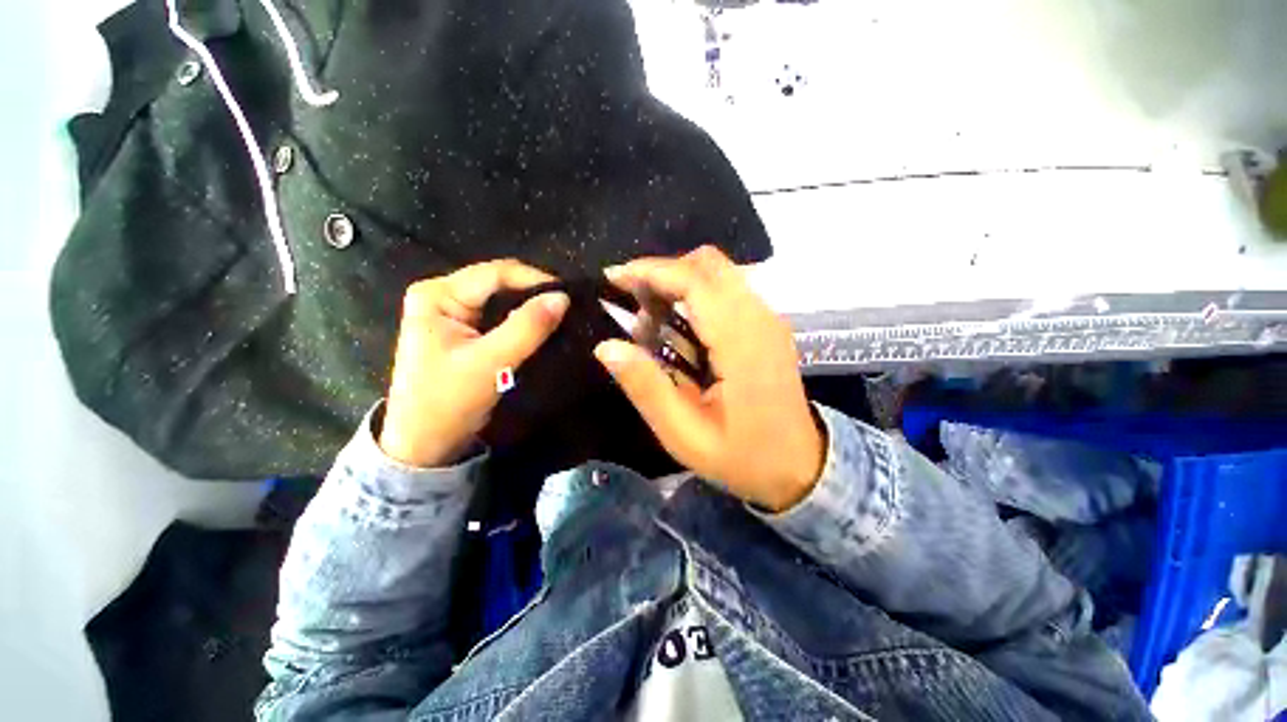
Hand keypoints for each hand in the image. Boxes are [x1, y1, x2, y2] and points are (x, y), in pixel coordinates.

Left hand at [380, 260, 569, 466]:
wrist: (426, 444)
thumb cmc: (448, 402)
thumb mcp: (489, 362)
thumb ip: (527, 328)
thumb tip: (563, 297)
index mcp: (438, 294)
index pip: (496, 273)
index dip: (536, 280)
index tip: (570, 297)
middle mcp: (444, 295)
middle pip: (500, 283)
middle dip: (536, 294)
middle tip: (570, 308)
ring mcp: (455, 313)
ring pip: (504, 300)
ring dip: (533, 308)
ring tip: (563, 317)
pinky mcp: (466, 330)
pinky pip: (502, 317)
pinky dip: (525, 322)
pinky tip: (545, 328)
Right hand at [594, 246, 824, 511]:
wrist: (800, 465)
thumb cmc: (743, 456)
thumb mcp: (685, 435)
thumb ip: (647, 388)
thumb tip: (607, 346)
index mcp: (741, 343)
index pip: (695, 281)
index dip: (651, 272)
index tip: (613, 278)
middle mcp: (759, 317)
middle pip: (708, 264)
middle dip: (663, 272)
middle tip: (631, 301)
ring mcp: (768, 318)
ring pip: (718, 272)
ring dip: (678, 282)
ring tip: (650, 319)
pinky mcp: (767, 324)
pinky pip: (727, 289)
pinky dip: (695, 294)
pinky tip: (677, 327)